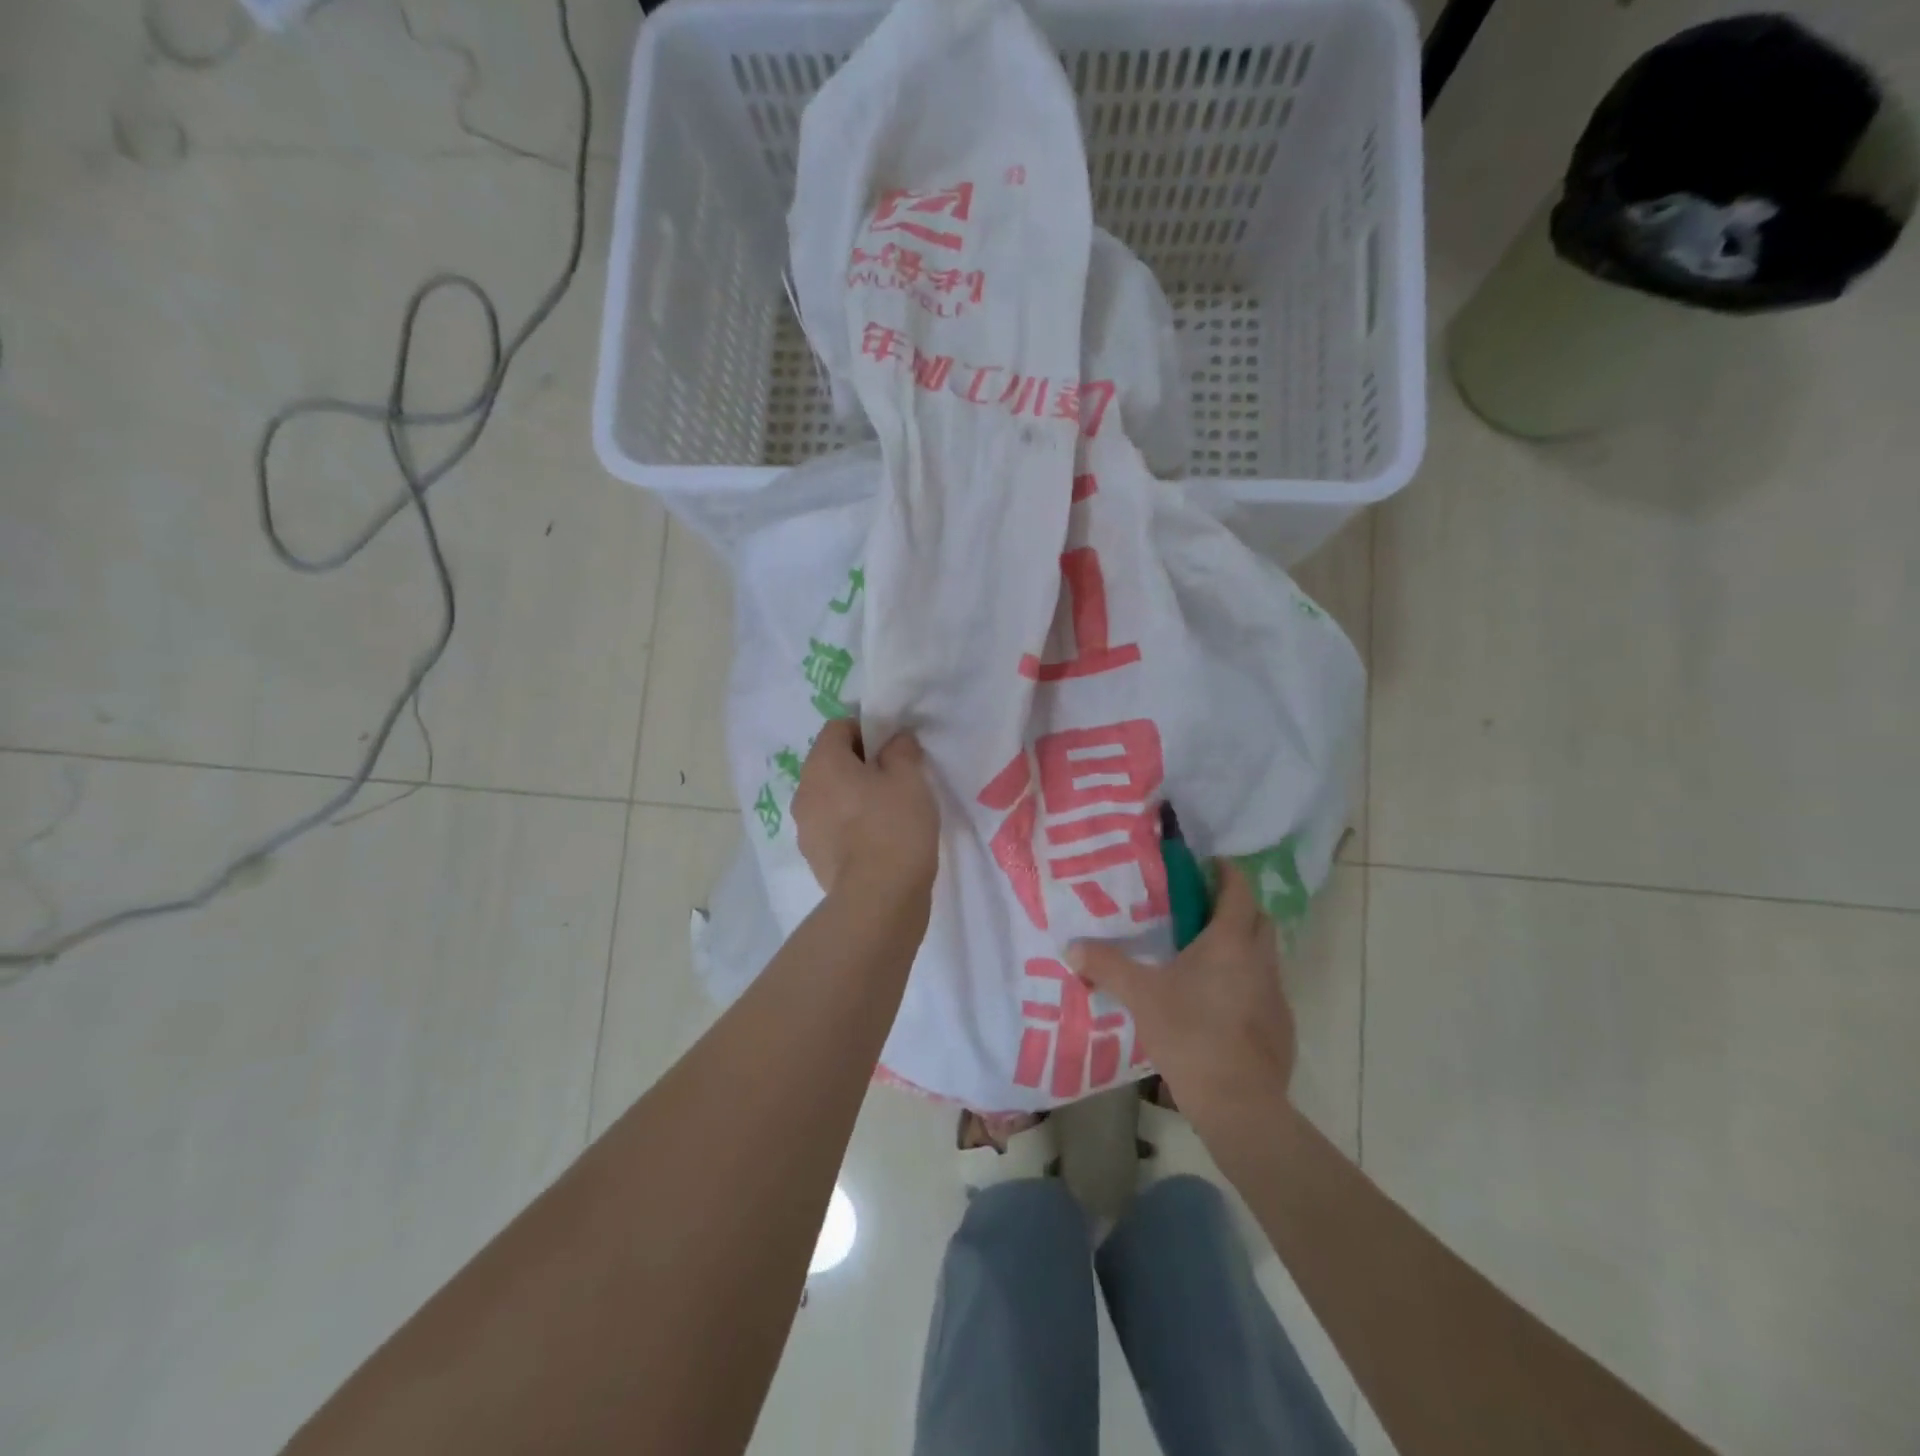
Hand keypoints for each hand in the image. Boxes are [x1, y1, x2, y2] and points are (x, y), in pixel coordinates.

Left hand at [792, 720, 938, 903]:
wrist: (879, 897)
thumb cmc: (895, 826)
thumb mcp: (910, 777)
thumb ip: (901, 749)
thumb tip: (894, 741)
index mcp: (822, 764)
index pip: (837, 727)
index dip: (867, 730)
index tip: (893, 747)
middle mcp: (804, 791)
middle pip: (830, 763)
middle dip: (860, 765)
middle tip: (895, 779)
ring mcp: (804, 827)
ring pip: (830, 797)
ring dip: (853, 797)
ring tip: (888, 813)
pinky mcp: (813, 857)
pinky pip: (831, 827)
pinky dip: (850, 826)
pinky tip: (878, 840)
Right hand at [1068, 860, 1294, 1128]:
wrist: (1238, 1101)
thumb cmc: (1189, 1033)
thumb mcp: (1140, 995)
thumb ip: (1107, 966)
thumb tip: (1071, 947)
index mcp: (1229, 941)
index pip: (1238, 890)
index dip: (1226, 872)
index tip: (1209, 864)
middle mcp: (1260, 959)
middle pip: (1258, 918)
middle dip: (1236, 906)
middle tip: (1203, 909)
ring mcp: (1276, 994)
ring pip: (1263, 954)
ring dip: (1242, 945)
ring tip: (1205, 955)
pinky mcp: (1281, 1025)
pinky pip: (1264, 988)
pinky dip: (1246, 981)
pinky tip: (1219, 1002)